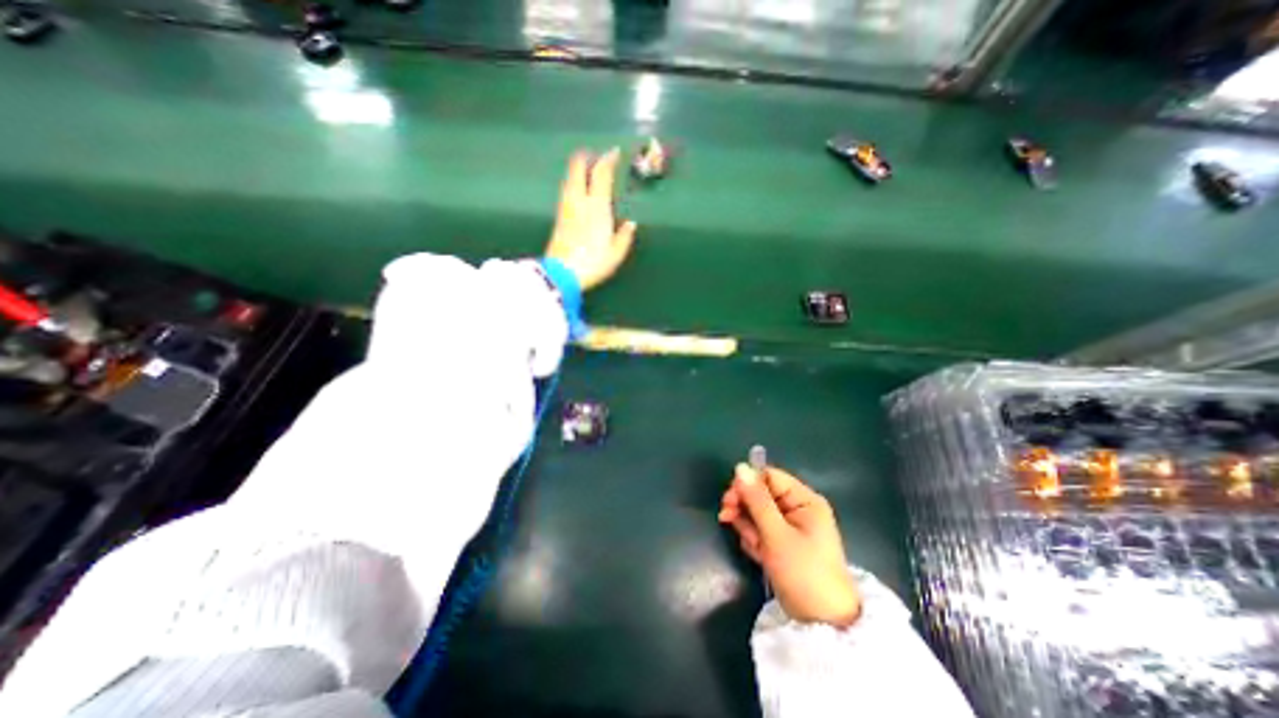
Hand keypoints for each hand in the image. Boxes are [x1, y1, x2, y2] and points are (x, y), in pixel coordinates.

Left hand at [543, 150, 637, 290]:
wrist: (563, 273)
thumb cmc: (593, 262)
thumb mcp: (616, 253)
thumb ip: (624, 236)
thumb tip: (631, 224)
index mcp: (597, 207)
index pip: (601, 175)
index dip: (608, 160)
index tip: (614, 152)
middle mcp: (580, 201)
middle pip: (579, 169)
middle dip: (586, 158)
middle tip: (595, 156)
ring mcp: (566, 208)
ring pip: (570, 179)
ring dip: (577, 169)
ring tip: (585, 168)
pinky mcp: (558, 217)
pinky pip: (566, 191)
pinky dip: (572, 183)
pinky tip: (575, 188)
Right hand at [715, 463, 862, 626]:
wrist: (821, 625)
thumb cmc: (803, 573)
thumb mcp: (776, 534)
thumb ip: (757, 500)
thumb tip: (740, 467)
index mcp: (804, 500)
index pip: (768, 476)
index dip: (747, 484)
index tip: (729, 500)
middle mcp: (797, 508)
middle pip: (760, 493)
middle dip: (744, 507)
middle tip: (727, 518)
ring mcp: (790, 526)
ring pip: (756, 512)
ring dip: (748, 527)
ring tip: (755, 547)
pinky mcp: (782, 542)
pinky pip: (760, 529)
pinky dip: (754, 539)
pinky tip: (758, 554)